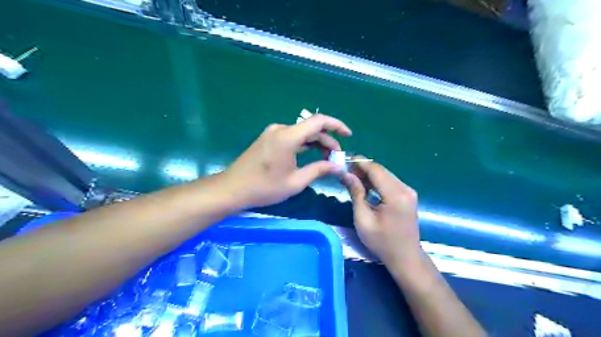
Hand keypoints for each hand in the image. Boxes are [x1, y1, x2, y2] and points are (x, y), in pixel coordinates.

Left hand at [221, 113, 352, 207]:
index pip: (318, 121)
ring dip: (316, 143)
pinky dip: (304, 145)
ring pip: (302, 133)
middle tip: (337, 157)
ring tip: (327, 158)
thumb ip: (319, 170)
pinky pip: (292, 137)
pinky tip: (311, 155)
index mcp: (288, 136)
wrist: (232, 189)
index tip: (348, 135)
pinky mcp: (268, 139)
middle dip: (328, 140)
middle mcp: (281, 129)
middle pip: (311, 128)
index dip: (337, 125)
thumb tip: (338, 166)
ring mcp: (273, 133)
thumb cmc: (264, 187)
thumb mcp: (295, 182)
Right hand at [343, 162, 421, 266]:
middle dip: (362, 168)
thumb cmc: (381, 241)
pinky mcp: (408, 195)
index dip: (359, 163)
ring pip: (385, 175)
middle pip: (381, 170)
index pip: (375, 170)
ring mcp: (408, 191)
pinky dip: (376, 181)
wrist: (405, 257)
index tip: (343, 160)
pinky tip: (365, 186)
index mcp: (395, 195)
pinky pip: (389, 182)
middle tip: (345, 172)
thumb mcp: (363, 219)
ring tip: (352, 179)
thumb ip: (356, 194)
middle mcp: (405, 189)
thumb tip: (346, 175)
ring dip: (369, 175)